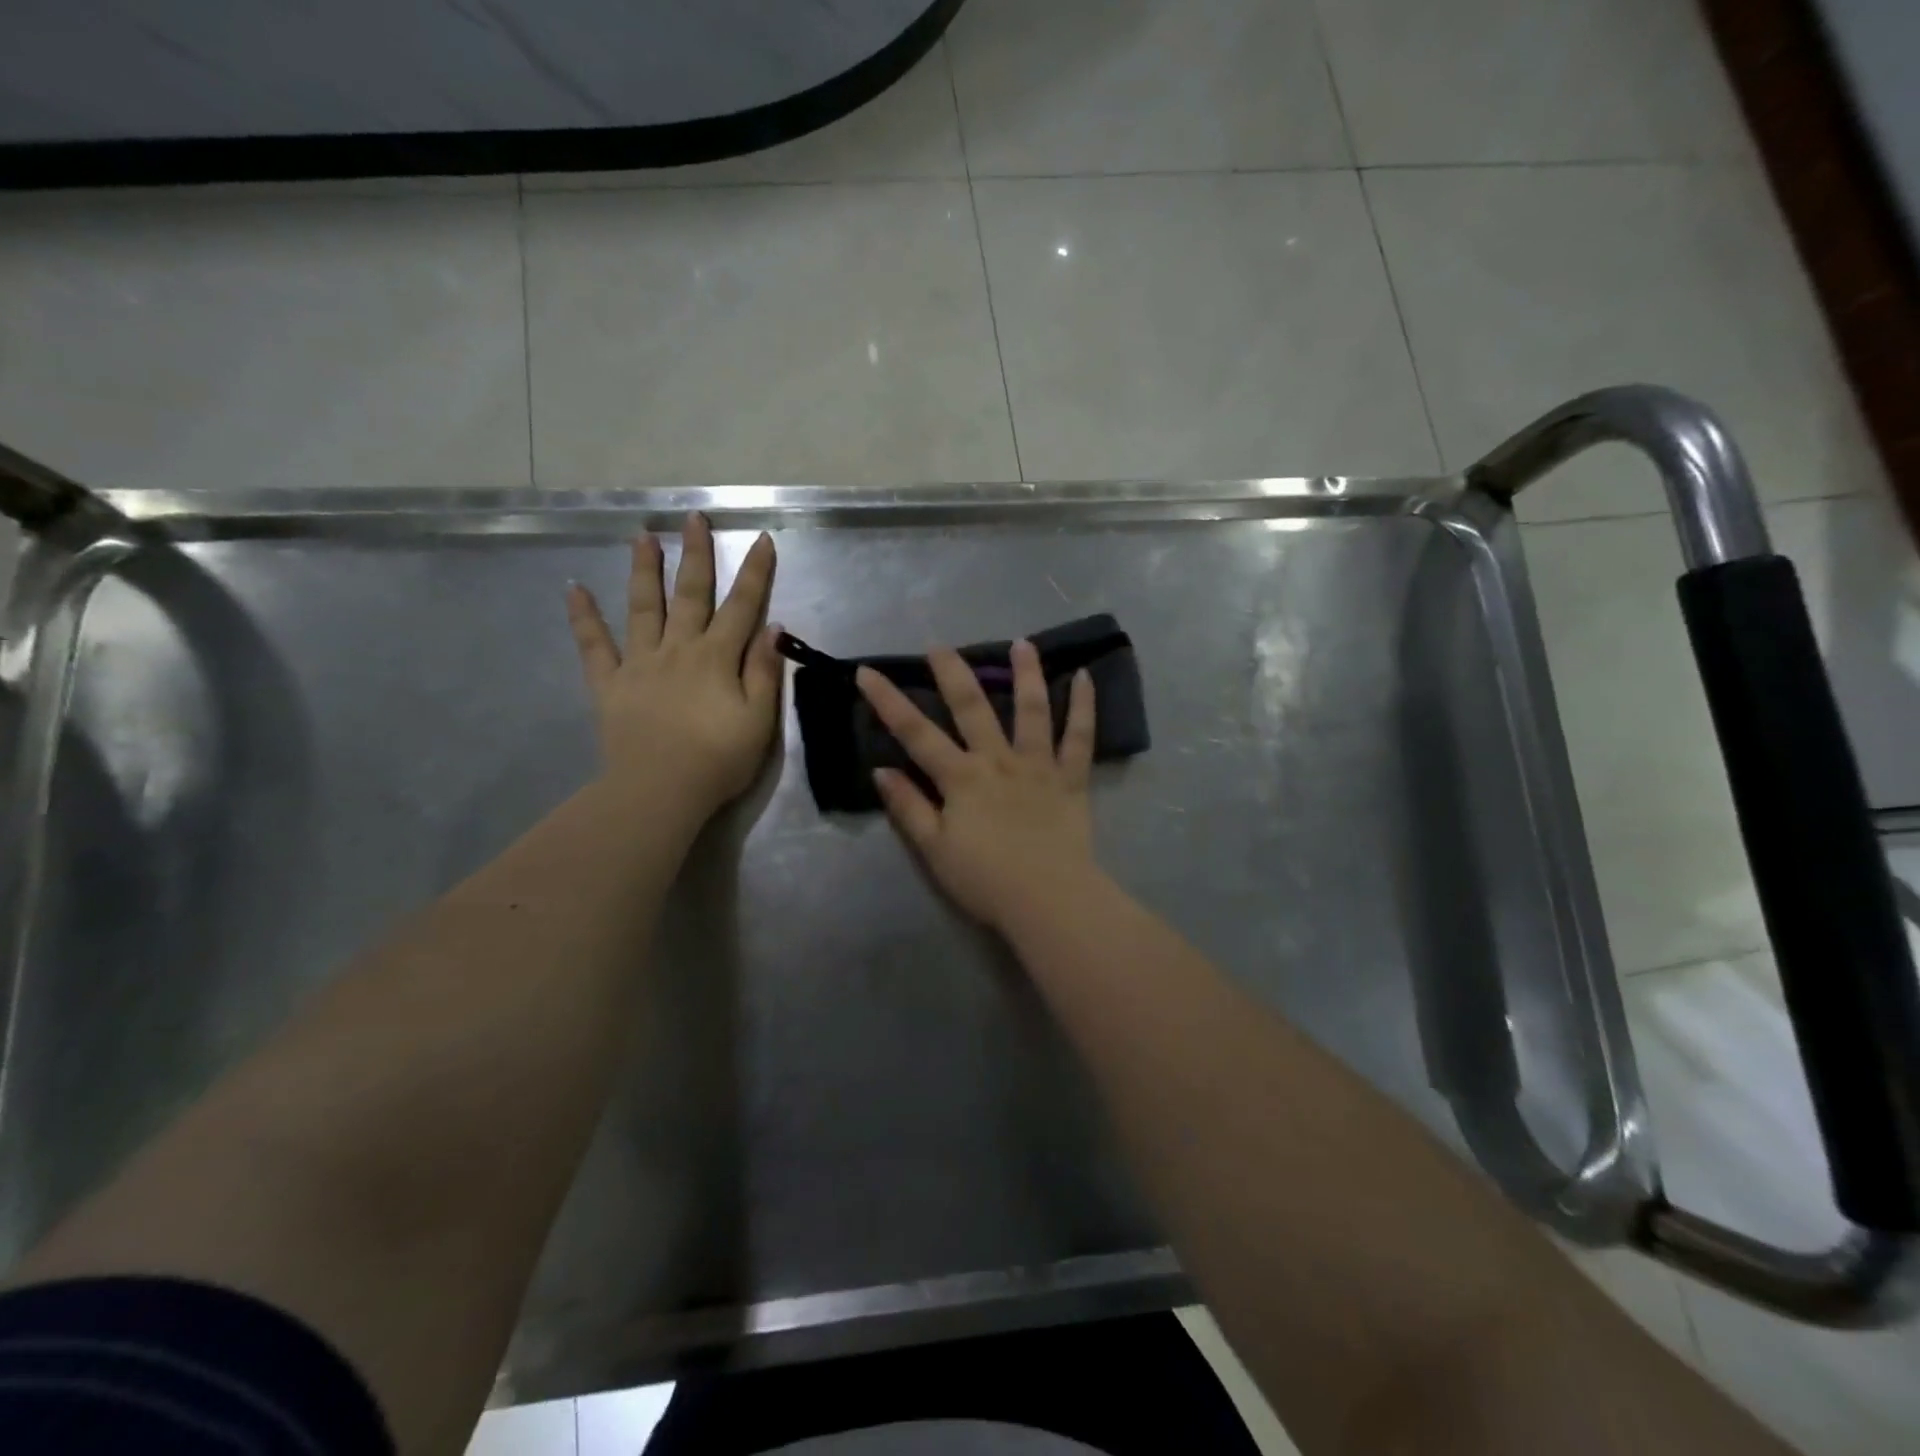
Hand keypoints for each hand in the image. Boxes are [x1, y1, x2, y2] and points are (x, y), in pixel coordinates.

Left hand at [566, 513, 782, 816]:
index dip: (755, 572)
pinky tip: (573, 588)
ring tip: (642, 536)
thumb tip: (773, 627)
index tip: (762, 539)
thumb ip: (764, 672)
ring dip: (644, 570)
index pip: (742, 606)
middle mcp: (678, 649)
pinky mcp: (610, 684)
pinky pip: (593, 645)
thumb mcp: (759, 720)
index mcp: (717, 658)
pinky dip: (583, 616)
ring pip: (643, 607)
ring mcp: (640, 663)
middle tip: (694, 518)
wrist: (659, 791)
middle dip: (696, 554)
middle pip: (690, 594)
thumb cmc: (718, 759)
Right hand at [856, 641, 1098, 933]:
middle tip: (940, 645)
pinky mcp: (1070, 778)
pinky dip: (1084, 706)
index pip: (916, 733)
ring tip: (1022, 643)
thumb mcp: (934, 850)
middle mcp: (997, 760)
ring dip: (1026, 674)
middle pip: (972, 708)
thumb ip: (908, 808)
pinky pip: (1080, 738)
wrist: (1048, 900)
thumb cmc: (986, 881)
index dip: (888, 701)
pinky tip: (1085, 676)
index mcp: (960, 778)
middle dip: (953, 673)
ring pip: (1032, 710)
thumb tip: (881, 771)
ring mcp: (1037, 765)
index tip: (868, 671)